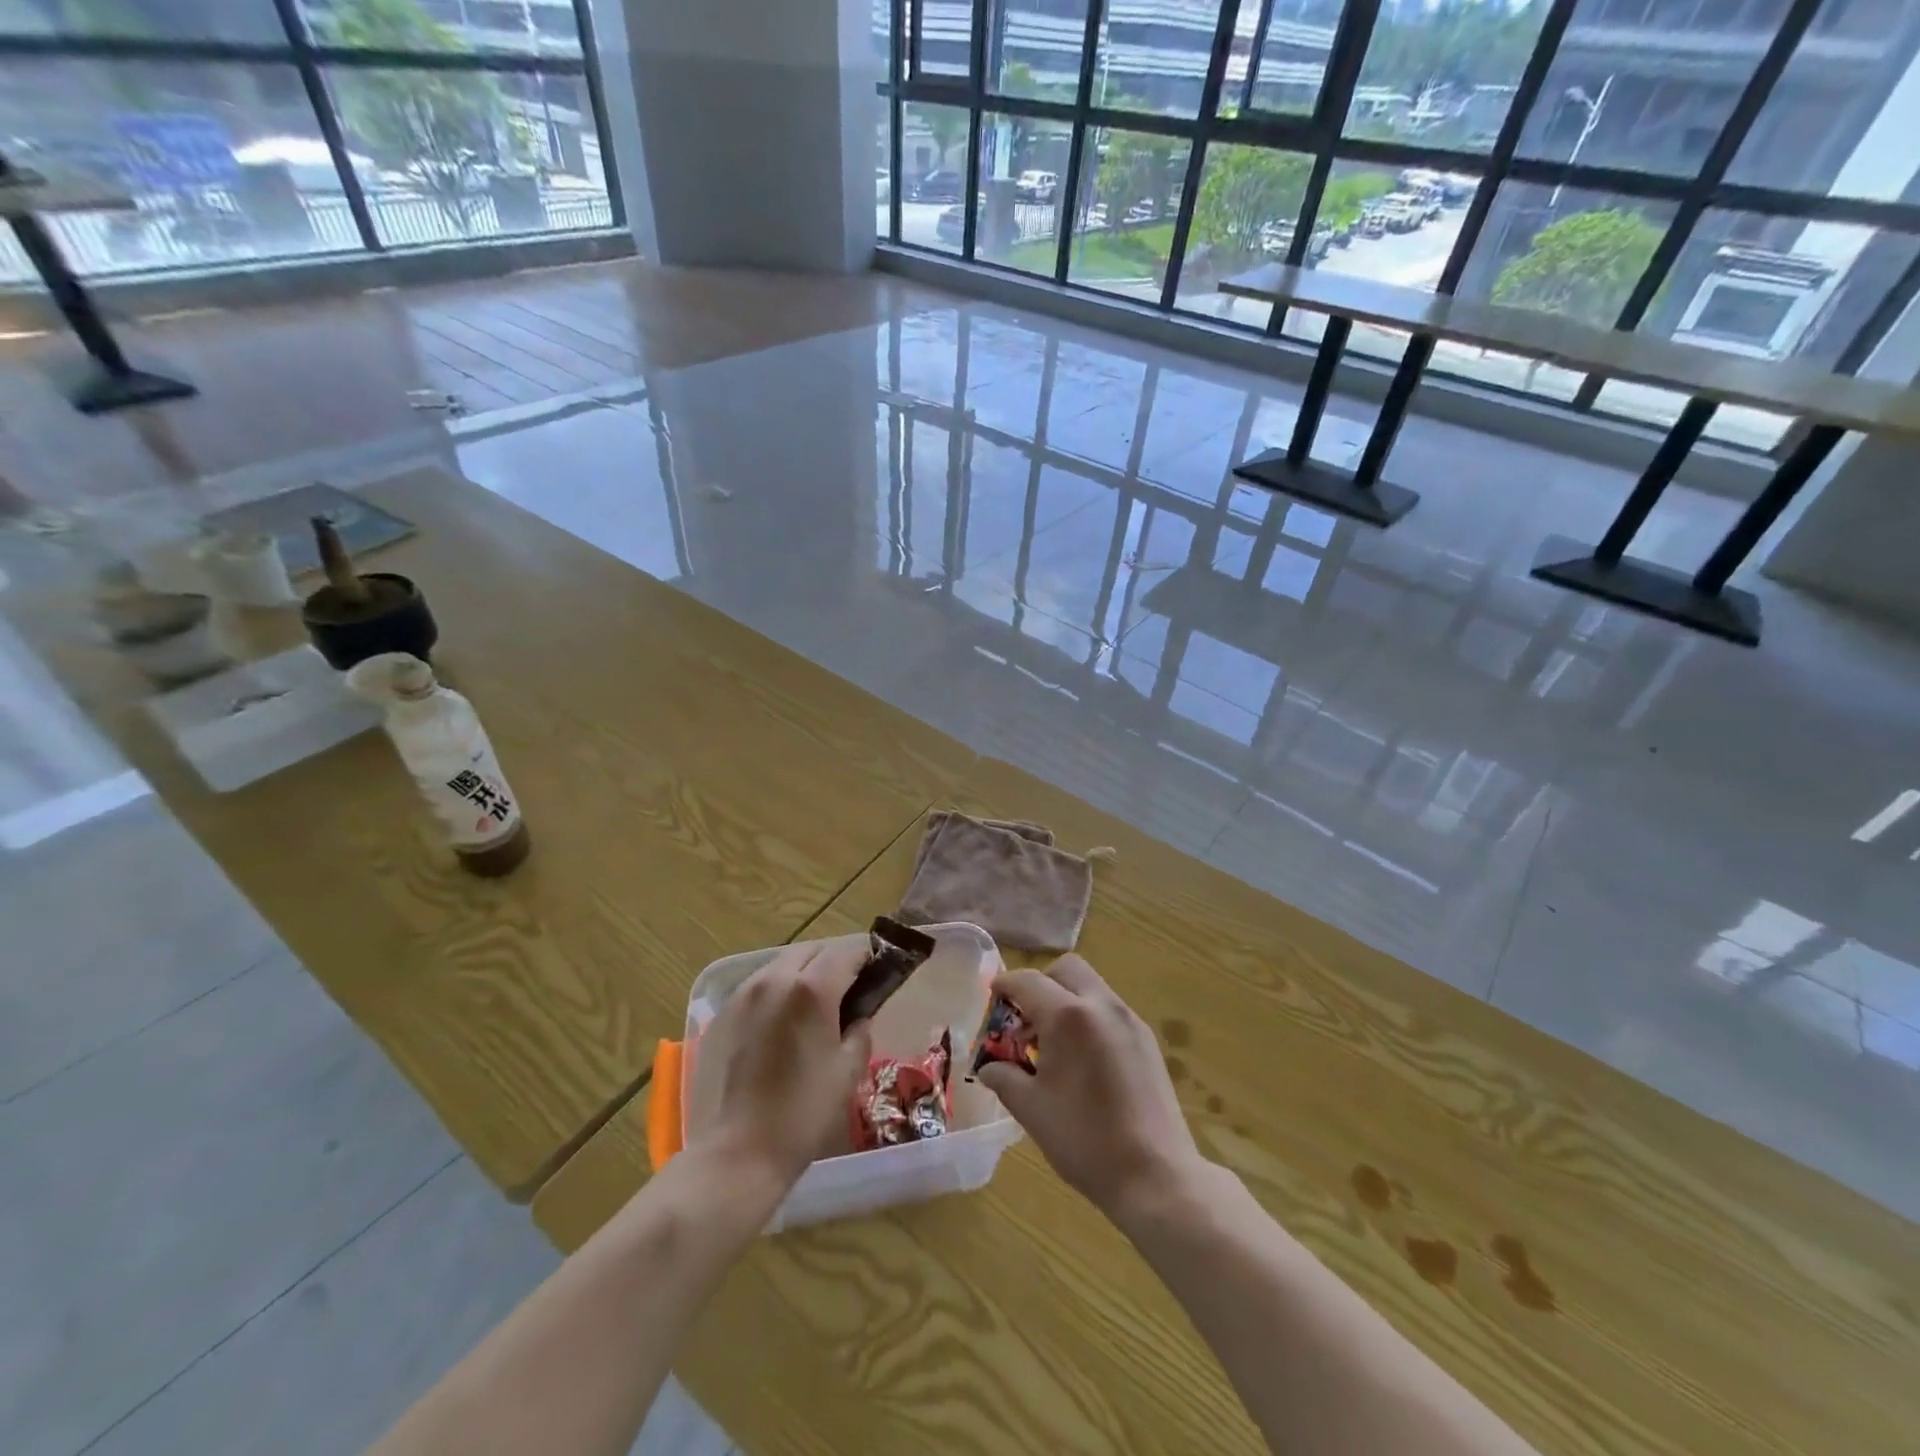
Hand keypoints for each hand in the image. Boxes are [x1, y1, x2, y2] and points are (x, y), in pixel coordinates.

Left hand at [690, 938, 873, 1189]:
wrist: (736, 1154)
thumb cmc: (802, 1114)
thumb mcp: (848, 1072)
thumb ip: (860, 1032)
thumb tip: (858, 1016)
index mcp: (812, 989)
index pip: (847, 953)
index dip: (866, 958)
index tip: (876, 973)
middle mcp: (775, 979)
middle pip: (812, 951)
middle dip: (832, 962)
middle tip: (846, 991)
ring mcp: (743, 994)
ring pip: (781, 964)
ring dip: (802, 973)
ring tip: (811, 1006)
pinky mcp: (721, 1014)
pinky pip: (757, 986)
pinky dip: (776, 991)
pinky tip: (779, 1023)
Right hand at [976, 954, 1205, 1222]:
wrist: (1155, 1176)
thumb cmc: (1085, 1141)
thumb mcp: (1031, 1109)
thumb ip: (1004, 1077)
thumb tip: (989, 1066)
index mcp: (1069, 1016)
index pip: (1028, 981)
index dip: (1005, 985)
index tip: (992, 996)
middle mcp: (1102, 1005)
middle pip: (1066, 970)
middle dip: (1041, 984)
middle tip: (1025, 1020)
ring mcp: (1130, 1020)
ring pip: (1091, 987)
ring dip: (1066, 999)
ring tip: (1053, 1045)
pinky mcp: (1147, 1040)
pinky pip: (1109, 1010)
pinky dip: (1089, 1017)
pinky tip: (1083, 1060)